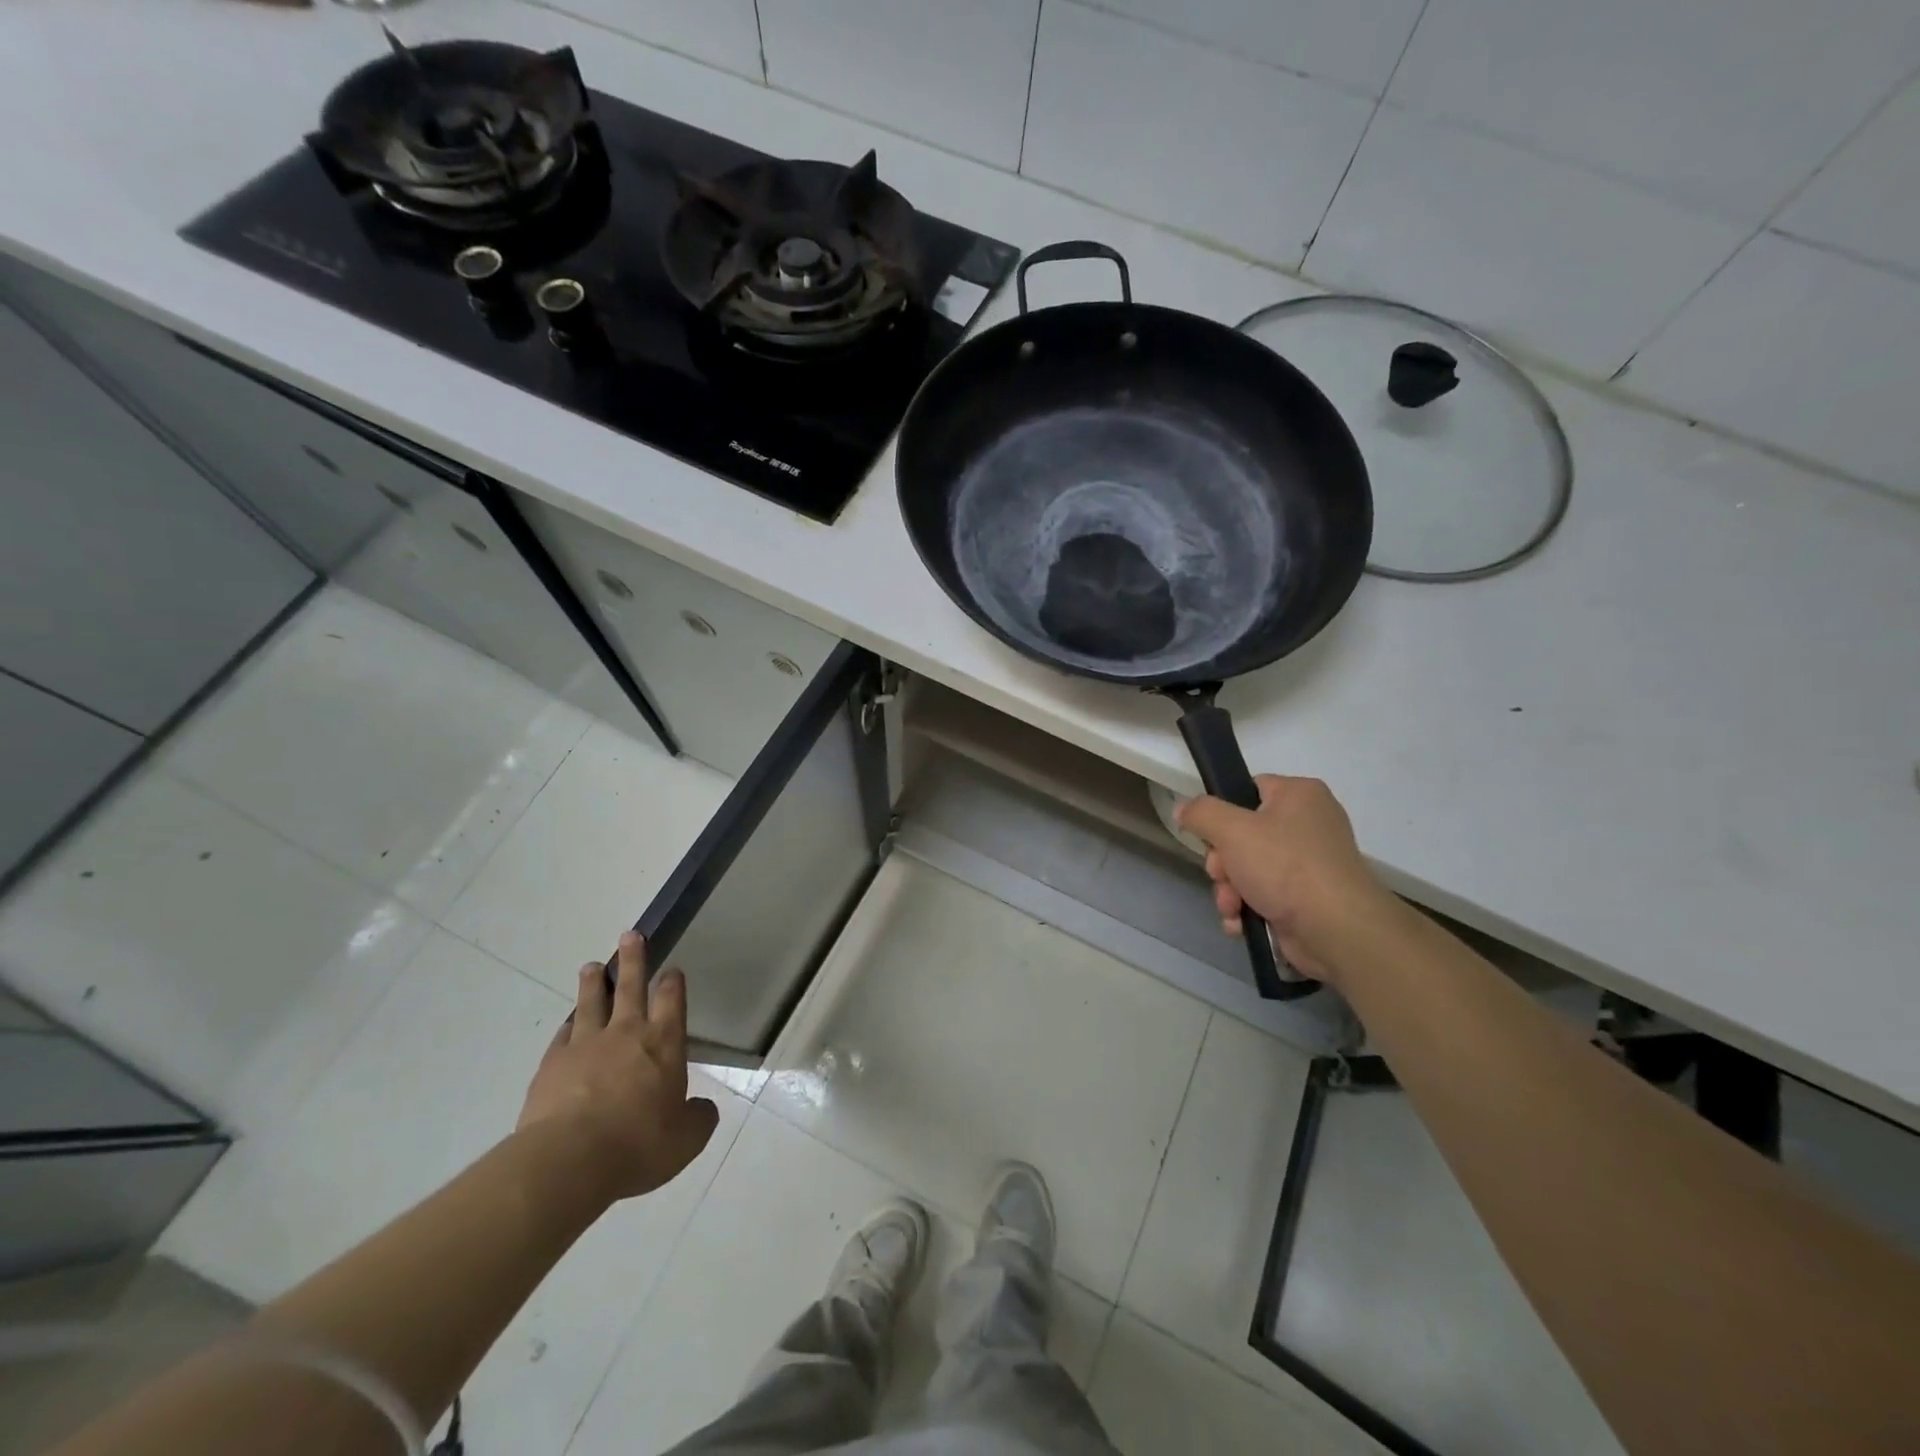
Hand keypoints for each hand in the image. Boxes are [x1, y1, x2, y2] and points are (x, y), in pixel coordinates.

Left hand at [516, 932, 719, 1204]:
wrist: (569, 1161)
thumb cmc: (638, 1145)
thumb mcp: (685, 1140)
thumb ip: (697, 1119)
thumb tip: (703, 1109)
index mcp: (663, 1043)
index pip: (671, 999)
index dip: (672, 982)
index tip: (672, 970)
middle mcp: (626, 1033)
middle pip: (630, 986)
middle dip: (633, 959)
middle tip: (631, 935)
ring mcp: (585, 1046)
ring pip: (591, 1003)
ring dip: (592, 983)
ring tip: (591, 966)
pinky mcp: (552, 1066)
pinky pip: (563, 1036)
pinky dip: (568, 1026)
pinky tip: (568, 1023)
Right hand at [1175, 775, 1397, 986]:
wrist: (1336, 930)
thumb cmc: (1285, 866)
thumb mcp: (1232, 829)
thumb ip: (1201, 813)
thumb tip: (1183, 808)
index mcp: (1299, 795)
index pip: (1248, 789)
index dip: (1223, 812)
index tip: (1209, 834)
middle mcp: (1308, 824)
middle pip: (1242, 834)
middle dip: (1222, 863)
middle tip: (1221, 875)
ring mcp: (1309, 864)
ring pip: (1248, 868)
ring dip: (1230, 890)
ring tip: (1232, 907)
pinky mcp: (1307, 898)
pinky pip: (1265, 894)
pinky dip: (1248, 908)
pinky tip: (1240, 922)